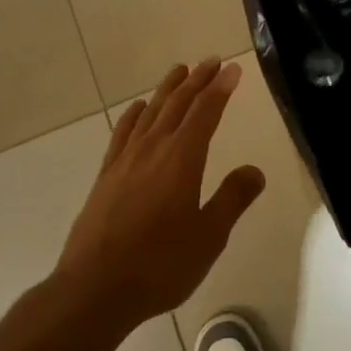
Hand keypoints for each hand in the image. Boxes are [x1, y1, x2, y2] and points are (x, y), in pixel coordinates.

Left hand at [54, 60, 264, 330]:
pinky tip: (139, 109)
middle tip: (212, 61)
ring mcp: (125, 160)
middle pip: (178, 104)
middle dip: (197, 80)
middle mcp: (153, 149)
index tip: (233, 70)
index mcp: (182, 159)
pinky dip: (134, 115)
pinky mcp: (106, 175)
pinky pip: (123, 132)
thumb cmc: (160, 264)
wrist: (95, 289)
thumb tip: (254, 170)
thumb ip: (232, 199)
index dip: (221, 89)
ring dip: (167, 89)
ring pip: (151, 112)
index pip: (206, 112)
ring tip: (179, 71)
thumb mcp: (209, 237)